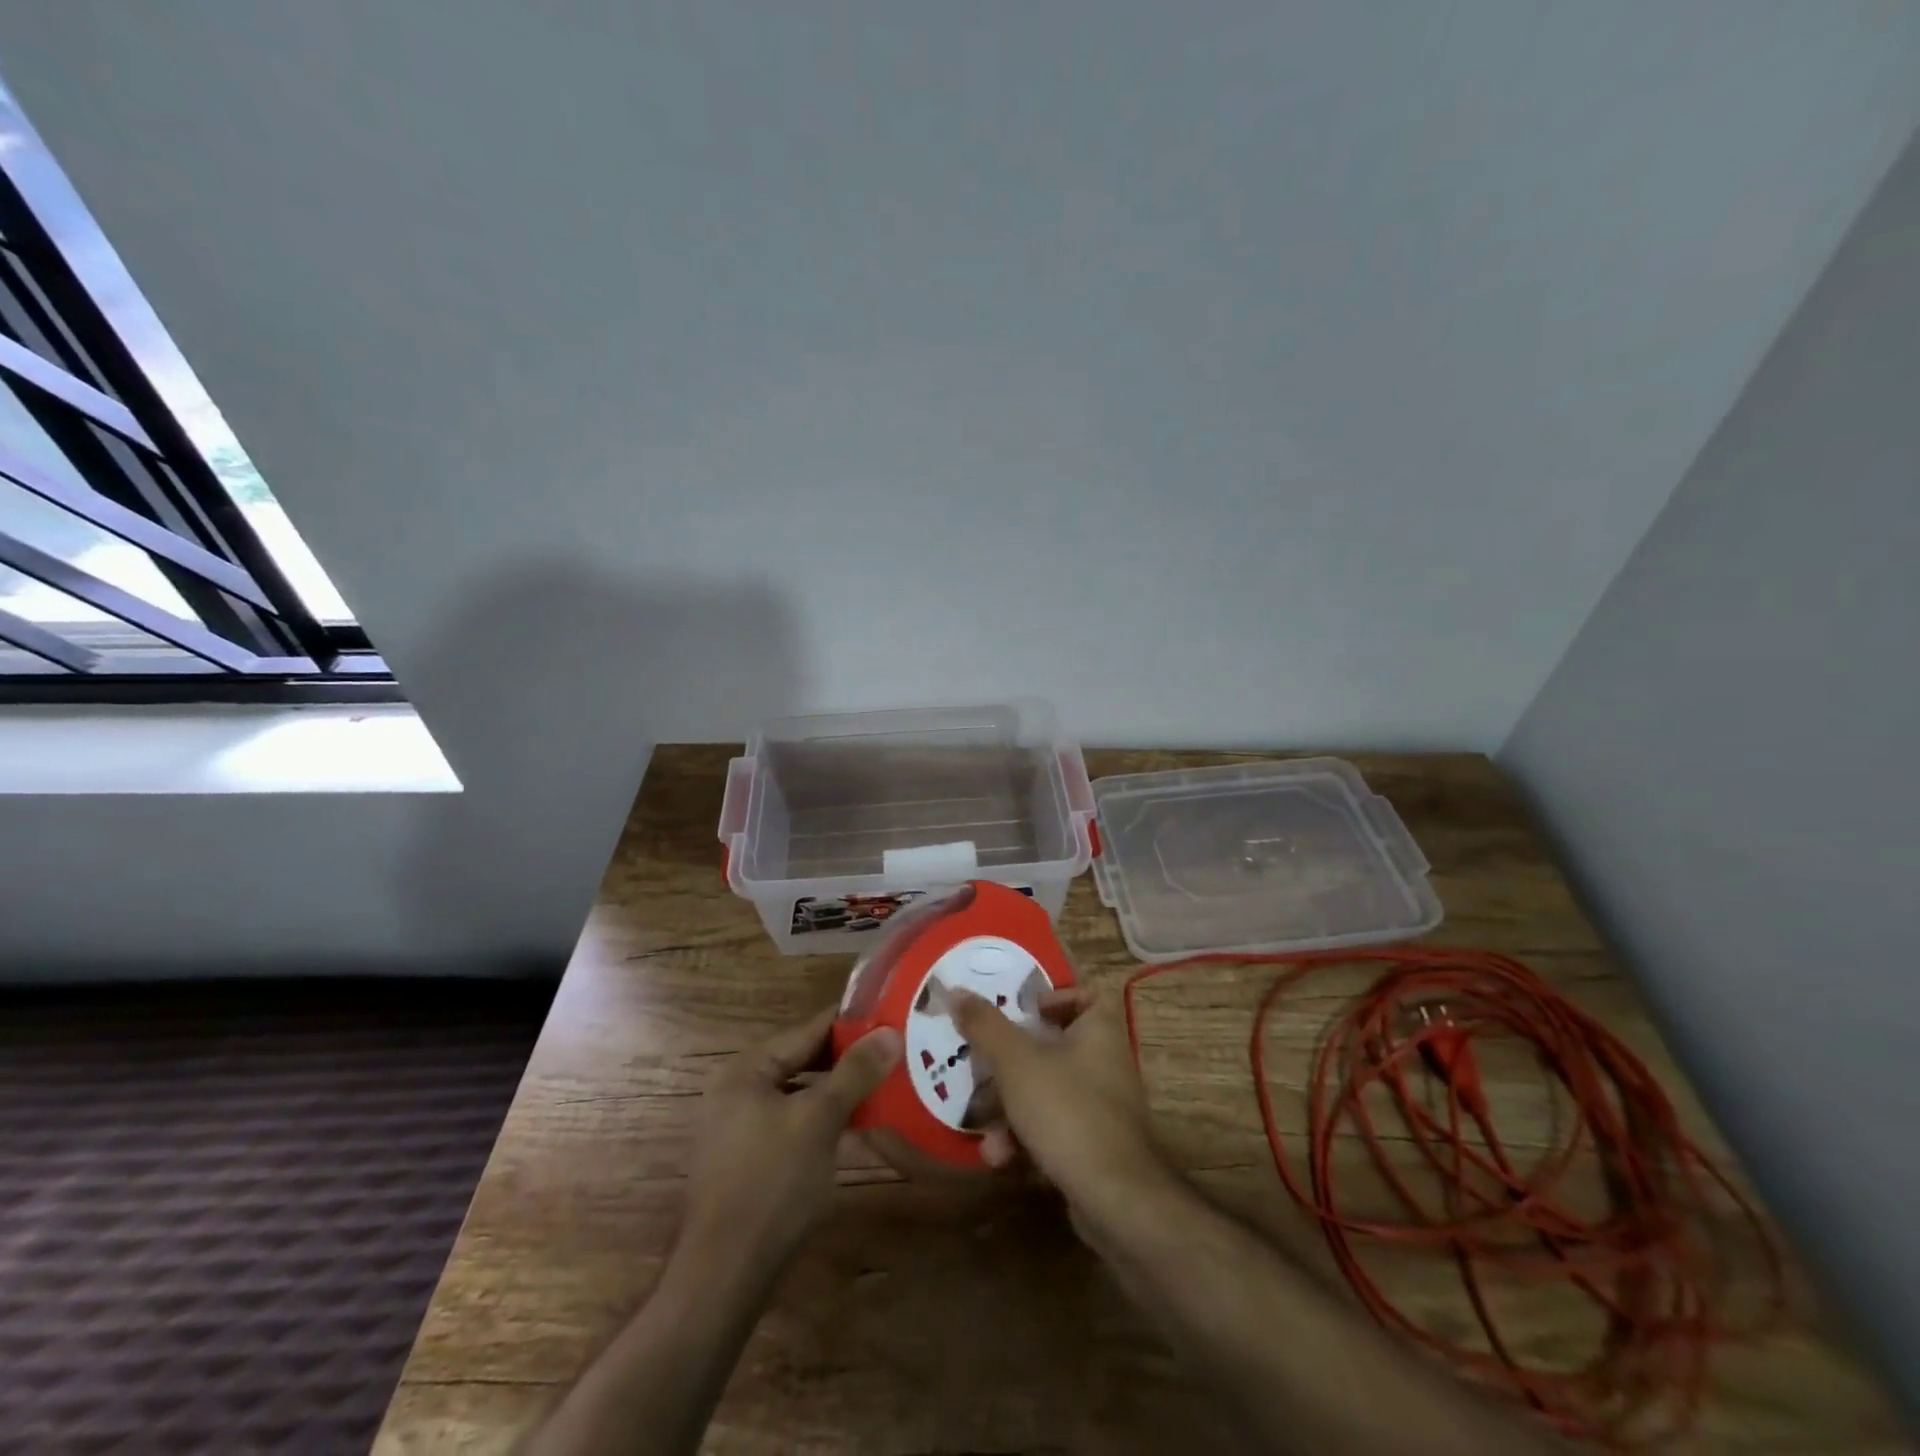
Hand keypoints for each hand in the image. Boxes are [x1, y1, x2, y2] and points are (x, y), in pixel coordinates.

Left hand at [681, 1005, 900, 1272]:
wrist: (725, 1277)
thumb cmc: (771, 1184)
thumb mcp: (819, 1120)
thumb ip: (855, 1073)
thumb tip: (890, 1032)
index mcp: (747, 1070)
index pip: (808, 1030)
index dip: (852, 1022)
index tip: (893, 1016)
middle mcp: (740, 1091)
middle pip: (805, 1061)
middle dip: (850, 1059)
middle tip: (898, 1051)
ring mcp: (743, 1128)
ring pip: (803, 1096)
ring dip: (842, 1092)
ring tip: (889, 1085)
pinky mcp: (753, 1162)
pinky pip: (797, 1125)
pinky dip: (827, 1122)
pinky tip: (862, 1129)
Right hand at [950, 982, 1169, 1223]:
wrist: (1115, 1199)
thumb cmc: (1066, 1110)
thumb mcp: (1015, 1061)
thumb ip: (985, 1024)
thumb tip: (955, 989)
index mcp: (1100, 1030)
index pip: (1086, 994)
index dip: (1055, 997)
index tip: (1022, 1011)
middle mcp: (1107, 1063)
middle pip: (1056, 1046)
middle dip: (1012, 1062)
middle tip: (983, 1066)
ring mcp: (1104, 1108)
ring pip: (1049, 1092)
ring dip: (1011, 1108)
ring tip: (983, 1125)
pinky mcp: (1096, 1146)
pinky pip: (1056, 1128)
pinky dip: (1028, 1138)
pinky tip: (1001, 1157)